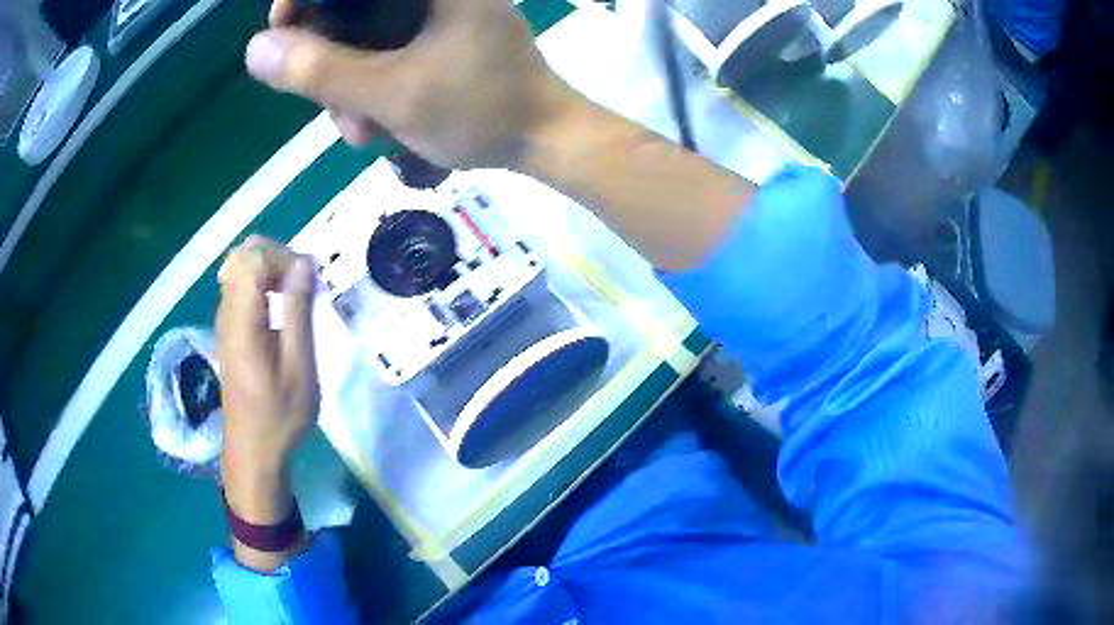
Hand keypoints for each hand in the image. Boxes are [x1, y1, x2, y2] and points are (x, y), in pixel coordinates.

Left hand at [216, 236, 317, 525]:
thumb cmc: (280, 416)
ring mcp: (224, 321)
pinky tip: (281, 308)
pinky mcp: (229, 330)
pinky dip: (263, 284)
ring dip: (271, 270)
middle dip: (277, 257)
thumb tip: (305, 263)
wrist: (253, 451)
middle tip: (304, 283)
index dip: (283, 256)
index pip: (253, 257)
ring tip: (296, 295)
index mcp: (242, 321)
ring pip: (241, 269)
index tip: (308, 280)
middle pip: (243, 256)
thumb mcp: (299, 368)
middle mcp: (227, 313)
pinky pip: (241, 287)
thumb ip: (298, 312)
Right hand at [244, 0, 583, 169]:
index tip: (282, 26)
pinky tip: (376, 124)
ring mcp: (434, 14)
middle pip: (349, 7)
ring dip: (347, 85)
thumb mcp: (392, 93)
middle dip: (327, 58)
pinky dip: (370, 85)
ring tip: (361, 129)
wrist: (542, 138)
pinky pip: (383, 51)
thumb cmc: (480, 110)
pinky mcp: (436, 36)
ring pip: (361, 35)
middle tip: (328, 102)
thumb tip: (256, 49)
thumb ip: (321, 70)